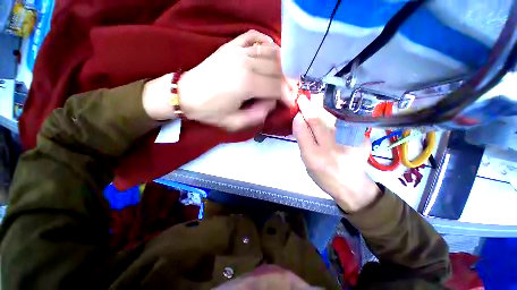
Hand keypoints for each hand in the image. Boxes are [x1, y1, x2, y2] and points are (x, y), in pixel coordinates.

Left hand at [178, 30, 283, 130]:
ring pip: (271, 52)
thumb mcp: (235, 123)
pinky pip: (255, 38)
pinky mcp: (232, 45)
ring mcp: (238, 50)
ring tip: (283, 77)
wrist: (186, 94)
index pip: (277, 87)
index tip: (291, 102)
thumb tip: (272, 102)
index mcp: (246, 83)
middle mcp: (246, 62)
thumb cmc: (210, 111)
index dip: (288, 95)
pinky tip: (270, 54)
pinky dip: (267, 44)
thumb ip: (258, 115)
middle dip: (288, 81)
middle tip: (289, 91)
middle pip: (277, 69)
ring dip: (282, 65)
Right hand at [293, 95, 379, 212]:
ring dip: (321, 109)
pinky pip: (343, 122)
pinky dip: (333, 116)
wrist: (351, 185)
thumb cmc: (323, 175)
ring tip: (314, 101)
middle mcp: (332, 148)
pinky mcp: (362, 138)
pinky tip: (328, 114)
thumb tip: (300, 120)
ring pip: (331, 119)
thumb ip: (303, 140)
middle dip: (310, 108)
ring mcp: (349, 142)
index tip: (297, 108)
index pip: (304, 131)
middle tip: (304, 98)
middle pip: (319, 121)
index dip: (300, 118)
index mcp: (315, 157)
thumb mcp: (307, 161)